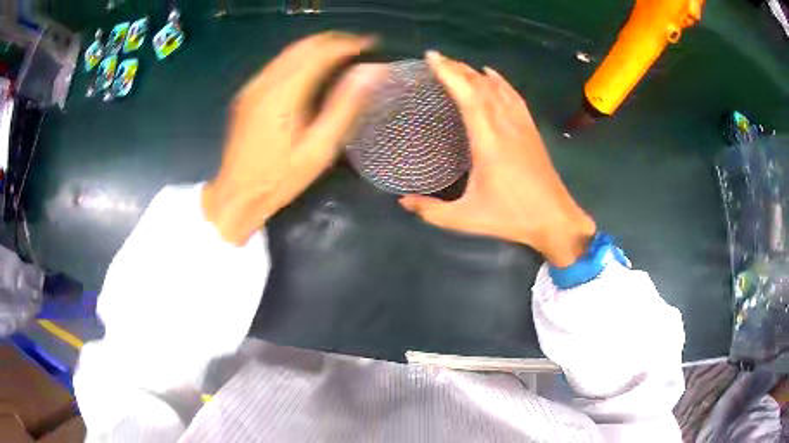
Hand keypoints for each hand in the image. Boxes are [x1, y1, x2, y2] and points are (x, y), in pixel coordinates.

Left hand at [202, 32, 383, 244]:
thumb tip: (372, 71)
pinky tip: (314, 71)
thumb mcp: (320, 148)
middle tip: (360, 49)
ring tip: (343, 56)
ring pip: (290, 51)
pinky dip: (301, 59)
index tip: (372, 46)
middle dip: (334, 41)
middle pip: (304, 45)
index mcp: (284, 93)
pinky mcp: (248, 93)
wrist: (236, 195)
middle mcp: (265, 81)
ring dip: (318, 48)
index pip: (321, 52)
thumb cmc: (280, 178)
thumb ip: (346, 105)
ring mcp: (253, 86)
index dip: (349, 44)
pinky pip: (279, 64)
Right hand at [400, 51, 595, 266]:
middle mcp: (505, 125)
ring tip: (458, 65)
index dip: (449, 73)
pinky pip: (514, 97)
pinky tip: (492, 75)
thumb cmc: (511, 217)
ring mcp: (521, 126)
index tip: (432, 57)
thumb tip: (403, 201)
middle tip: (437, 59)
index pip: (467, 95)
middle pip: (481, 85)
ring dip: (476, 73)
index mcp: (488, 141)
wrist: (554, 219)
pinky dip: (501, 82)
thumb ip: (431, 211)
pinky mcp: (531, 130)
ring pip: (498, 88)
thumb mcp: (465, 219)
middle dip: (458, 68)